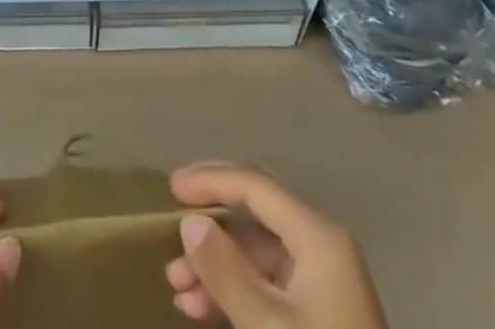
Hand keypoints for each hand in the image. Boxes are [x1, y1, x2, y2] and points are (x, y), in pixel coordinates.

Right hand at [164, 164, 387, 328]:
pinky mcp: (319, 311)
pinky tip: (200, 308)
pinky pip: (267, 282)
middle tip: (172, 229)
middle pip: (255, 213)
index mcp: (318, 235)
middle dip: (211, 225)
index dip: (210, 180)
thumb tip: (191, 223)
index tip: (171, 190)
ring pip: (257, 252)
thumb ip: (225, 271)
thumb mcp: (267, 327)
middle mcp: (322, 245)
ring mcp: (323, 279)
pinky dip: (234, 290)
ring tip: (177, 287)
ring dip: (216, 266)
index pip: (255, 184)